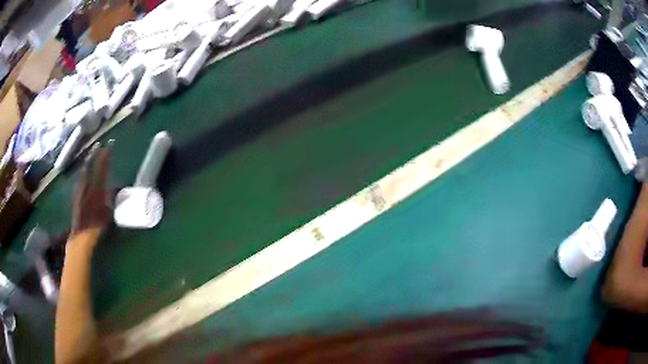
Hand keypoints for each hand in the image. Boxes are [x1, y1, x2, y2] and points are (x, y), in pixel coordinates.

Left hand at [71, 147, 112, 238]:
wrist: (82, 234)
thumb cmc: (97, 224)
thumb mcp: (109, 211)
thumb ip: (112, 197)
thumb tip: (120, 185)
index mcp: (97, 187)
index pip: (102, 168)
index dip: (105, 157)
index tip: (109, 147)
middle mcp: (88, 185)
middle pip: (93, 166)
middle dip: (96, 155)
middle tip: (99, 145)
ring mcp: (81, 189)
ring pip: (86, 170)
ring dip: (89, 161)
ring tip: (91, 153)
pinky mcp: (77, 194)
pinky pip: (82, 178)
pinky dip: (84, 171)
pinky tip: (84, 170)